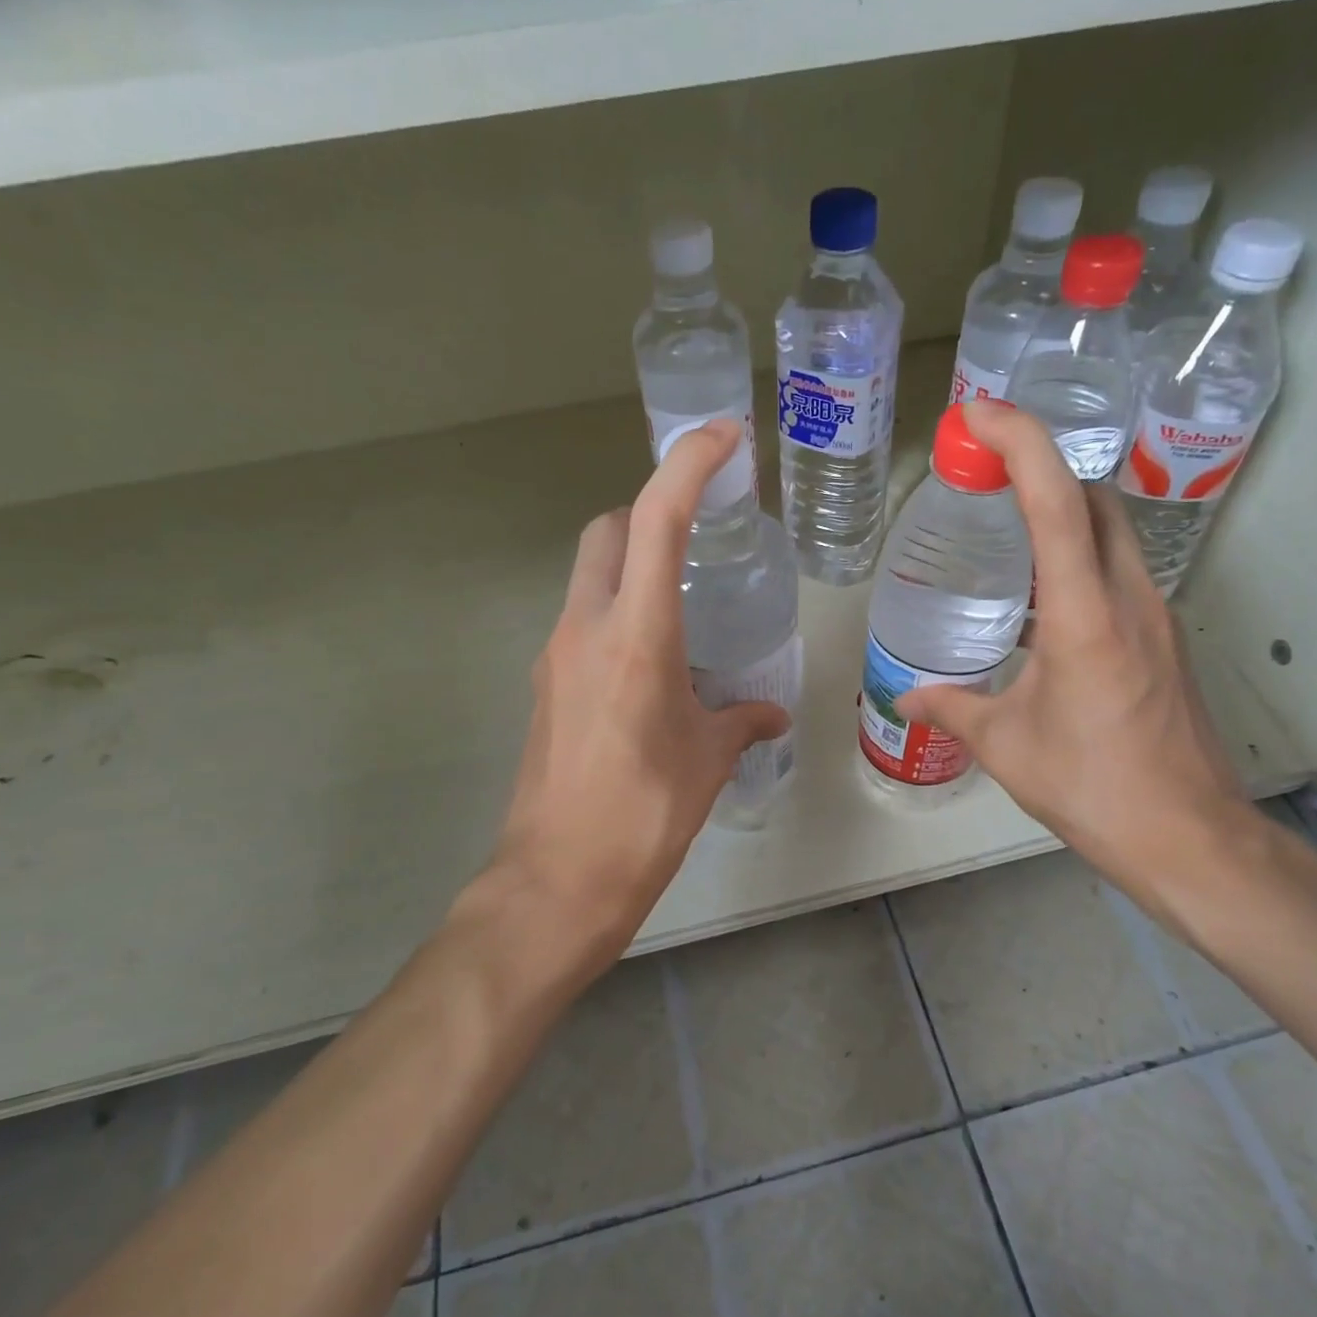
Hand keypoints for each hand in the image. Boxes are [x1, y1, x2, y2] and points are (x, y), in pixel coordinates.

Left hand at [483, 419, 789, 988]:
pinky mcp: (545, 688)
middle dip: (648, 512)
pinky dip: (616, 617)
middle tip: (698, 536)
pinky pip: (582, 625)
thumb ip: (742, 722)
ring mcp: (555, 657)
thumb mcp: (708, 762)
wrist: (558, 879)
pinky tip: (653, 665)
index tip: (723, 437)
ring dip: (631, 568)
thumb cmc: (644, 816)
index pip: (657, 519)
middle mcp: (584, 629)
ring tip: (684, 606)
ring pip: (589, 577)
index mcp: (635, 635)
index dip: (689, 464)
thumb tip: (770, 714)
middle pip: (606, 531)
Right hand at [894, 401, 1254, 918]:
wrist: (1189, 836)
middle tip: (986, 474)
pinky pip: (1120, 572)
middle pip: (1097, 498)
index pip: (1057, 502)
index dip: (1021, 444)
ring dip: (1065, 511)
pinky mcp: (1165, 641)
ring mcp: (1158, 617)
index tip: (980, 414)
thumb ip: (952, 709)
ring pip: (1115, 532)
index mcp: (1086, 615)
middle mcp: (1130, 598)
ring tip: (1006, 527)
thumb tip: (907, 696)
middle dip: (1044, 468)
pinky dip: (1081, 557)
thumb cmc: (1093, 787)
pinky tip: (1041, 598)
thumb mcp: (1006, 746)